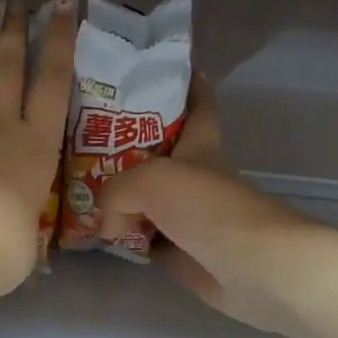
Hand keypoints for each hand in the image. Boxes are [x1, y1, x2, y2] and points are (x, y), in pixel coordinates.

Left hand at [0, 0, 76, 304]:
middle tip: (16, 1)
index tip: (61, 4)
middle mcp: (1, 126)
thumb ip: (24, 220)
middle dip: (15, 28)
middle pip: (10, 66)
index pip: (53, 82)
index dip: (59, 39)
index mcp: (37, 148)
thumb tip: (18, 228)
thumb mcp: (28, 239)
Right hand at [94, 78, 337, 336]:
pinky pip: (147, 241)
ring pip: (149, 201)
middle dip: (129, 146)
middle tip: (87, 139)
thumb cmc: (209, 210)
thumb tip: (108, 225)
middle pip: (161, 155)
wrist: (255, 269)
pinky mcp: (185, 256)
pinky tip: (102, 236)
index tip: (158, 68)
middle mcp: (196, 179)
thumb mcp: (151, 180)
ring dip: (122, 197)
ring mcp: (191, 220)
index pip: (197, 104)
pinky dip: (127, 239)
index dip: (184, 82)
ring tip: (81, 190)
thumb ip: (115, 192)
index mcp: (200, 147)